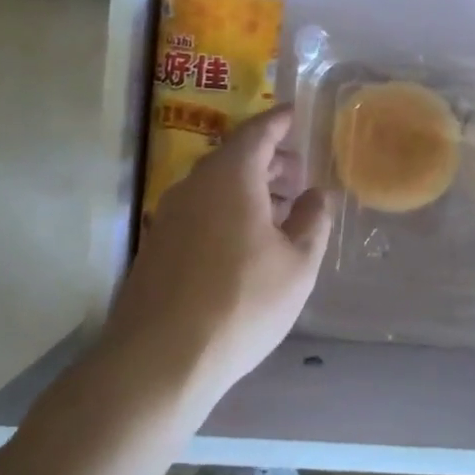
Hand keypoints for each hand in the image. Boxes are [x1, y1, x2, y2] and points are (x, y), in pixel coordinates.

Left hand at [105, 107, 334, 399]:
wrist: (159, 361)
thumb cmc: (241, 303)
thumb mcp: (297, 264)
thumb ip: (312, 221)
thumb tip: (317, 194)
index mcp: (230, 177)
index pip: (256, 131)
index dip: (280, 121)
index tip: (298, 114)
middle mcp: (193, 187)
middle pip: (234, 157)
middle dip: (269, 160)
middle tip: (299, 174)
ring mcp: (169, 217)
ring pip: (215, 187)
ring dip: (249, 189)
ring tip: (280, 210)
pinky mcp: (157, 247)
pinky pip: (200, 211)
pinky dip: (227, 211)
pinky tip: (246, 244)